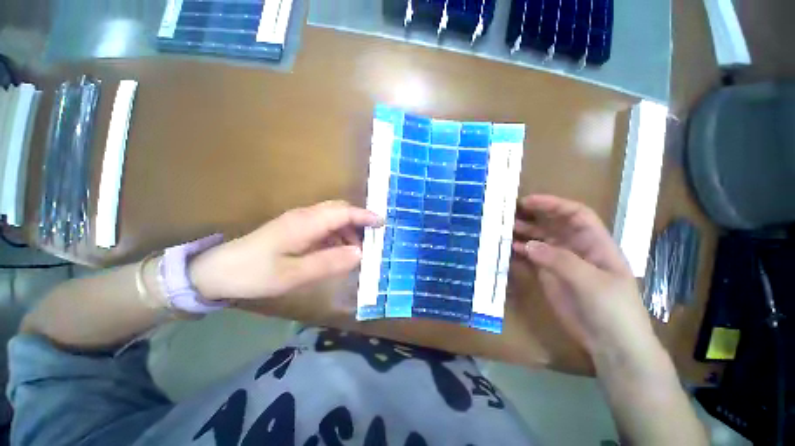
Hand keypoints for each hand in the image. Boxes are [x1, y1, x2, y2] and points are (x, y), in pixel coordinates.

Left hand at [189, 200, 382, 300]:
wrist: (217, 272)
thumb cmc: (254, 273)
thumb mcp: (293, 274)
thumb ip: (329, 262)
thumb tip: (359, 253)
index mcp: (306, 223)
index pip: (343, 212)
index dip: (364, 216)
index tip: (382, 223)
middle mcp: (305, 216)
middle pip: (339, 210)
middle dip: (359, 222)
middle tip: (372, 240)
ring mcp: (299, 222)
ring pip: (333, 219)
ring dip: (348, 231)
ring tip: (356, 251)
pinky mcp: (296, 229)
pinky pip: (324, 228)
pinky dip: (336, 237)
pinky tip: (337, 252)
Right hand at [512, 195, 655, 356]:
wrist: (611, 344)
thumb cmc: (613, 309)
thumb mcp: (591, 282)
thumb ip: (560, 260)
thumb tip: (527, 245)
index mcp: (594, 243)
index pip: (575, 214)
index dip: (552, 204)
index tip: (527, 202)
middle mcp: (575, 248)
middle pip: (553, 225)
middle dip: (532, 217)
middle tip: (507, 215)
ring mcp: (560, 262)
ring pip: (539, 241)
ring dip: (522, 234)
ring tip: (503, 232)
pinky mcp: (548, 276)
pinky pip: (531, 258)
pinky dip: (519, 252)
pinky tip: (507, 250)